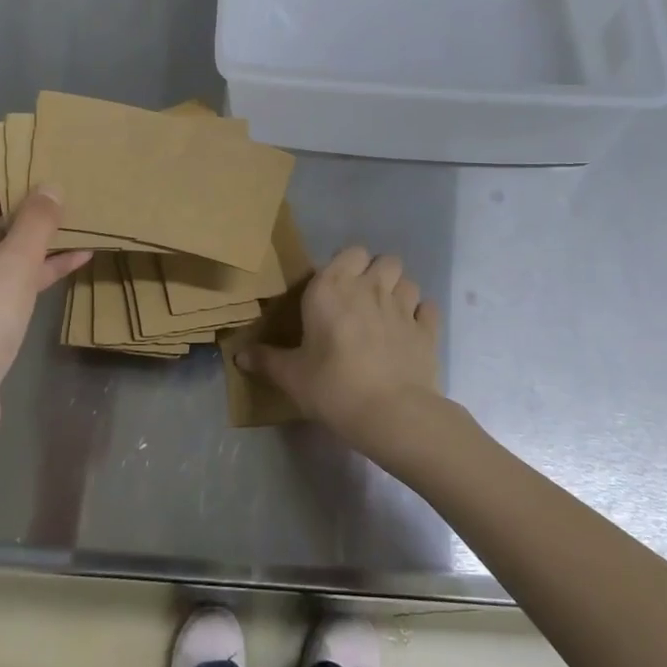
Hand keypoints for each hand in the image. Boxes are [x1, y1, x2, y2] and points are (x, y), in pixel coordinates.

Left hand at [0, 148, 88, 463]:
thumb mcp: (11, 266)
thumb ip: (35, 222)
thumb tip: (52, 186)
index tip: (30, 145)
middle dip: (22, 189)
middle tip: (66, 172)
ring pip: (3, 241)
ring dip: (37, 228)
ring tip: (80, 208)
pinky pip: (13, 274)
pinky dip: (40, 263)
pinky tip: (81, 256)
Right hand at [237, 246, 444, 451]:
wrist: (391, 413)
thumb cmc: (333, 386)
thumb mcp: (292, 376)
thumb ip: (267, 361)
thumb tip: (238, 356)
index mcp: (332, 288)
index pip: (348, 253)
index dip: (346, 266)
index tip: (336, 289)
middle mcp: (370, 287)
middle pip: (384, 260)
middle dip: (376, 273)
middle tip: (363, 300)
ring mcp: (403, 307)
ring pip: (407, 281)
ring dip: (399, 292)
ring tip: (387, 315)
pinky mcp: (427, 330)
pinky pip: (428, 308)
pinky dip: (422, 315)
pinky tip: (411, 332)